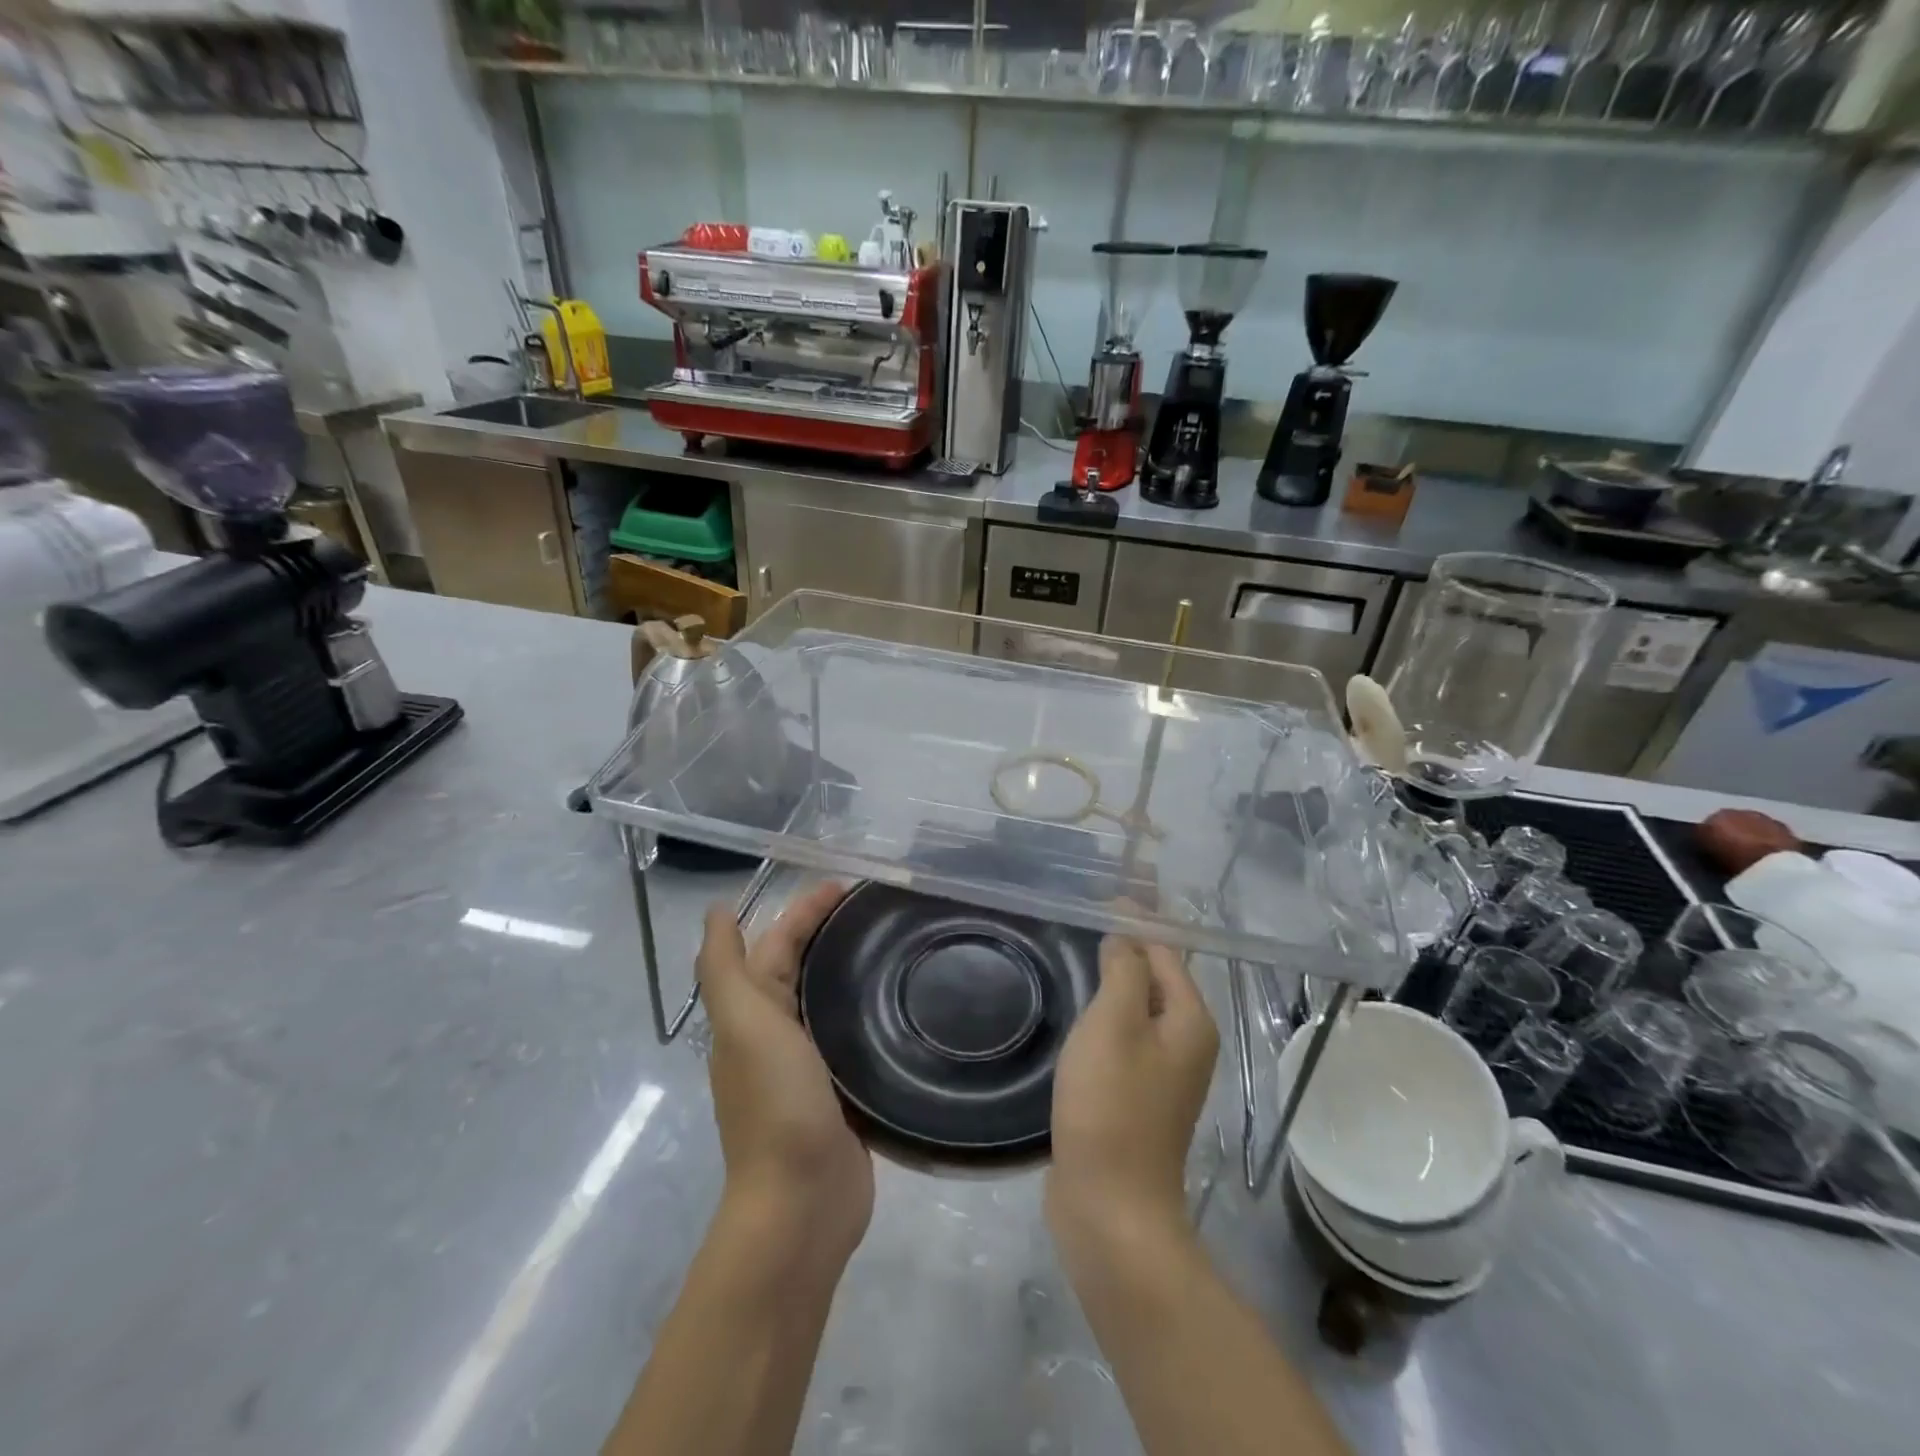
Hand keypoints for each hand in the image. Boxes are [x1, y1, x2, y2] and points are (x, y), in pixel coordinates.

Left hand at [698, 881, 871, 1268]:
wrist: (802, 1203)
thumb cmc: (775, 1105)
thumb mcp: (744, 1025)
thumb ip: (726, 968)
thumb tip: (715, 912)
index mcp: (752, 1014)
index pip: (777, 943)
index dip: (804, 910)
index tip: (848, 885)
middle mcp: (776, 1033)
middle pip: (801, 966)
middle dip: (829, 931)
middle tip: (879, 907)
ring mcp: (810, 1064)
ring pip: (828, 999)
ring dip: (850, 968)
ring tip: (894, 943)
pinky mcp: (842, 1090)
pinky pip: (853, 1034)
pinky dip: (868, 1009)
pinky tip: (901, 1001)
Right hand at [1047, 932, 1217, 1249]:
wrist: (1110, 1208)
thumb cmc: (1112, 1106)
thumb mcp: (1114, 1024)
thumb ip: (1123, 970)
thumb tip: (1125, 932)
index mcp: (1189, 1020)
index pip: (1165, 949)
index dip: (1136, 917)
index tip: (1102, 891)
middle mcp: (1186, 1041)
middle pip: (1155, 975)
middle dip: (1127, 942)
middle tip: (1086, 914)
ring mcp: (1162, 1072)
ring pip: (1137, 1006)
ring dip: (1114, 976)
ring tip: (1080, 948)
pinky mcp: (1136, 1095)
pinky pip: (1124, 1035)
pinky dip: (1105, 1011)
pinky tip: (1079, 1005)